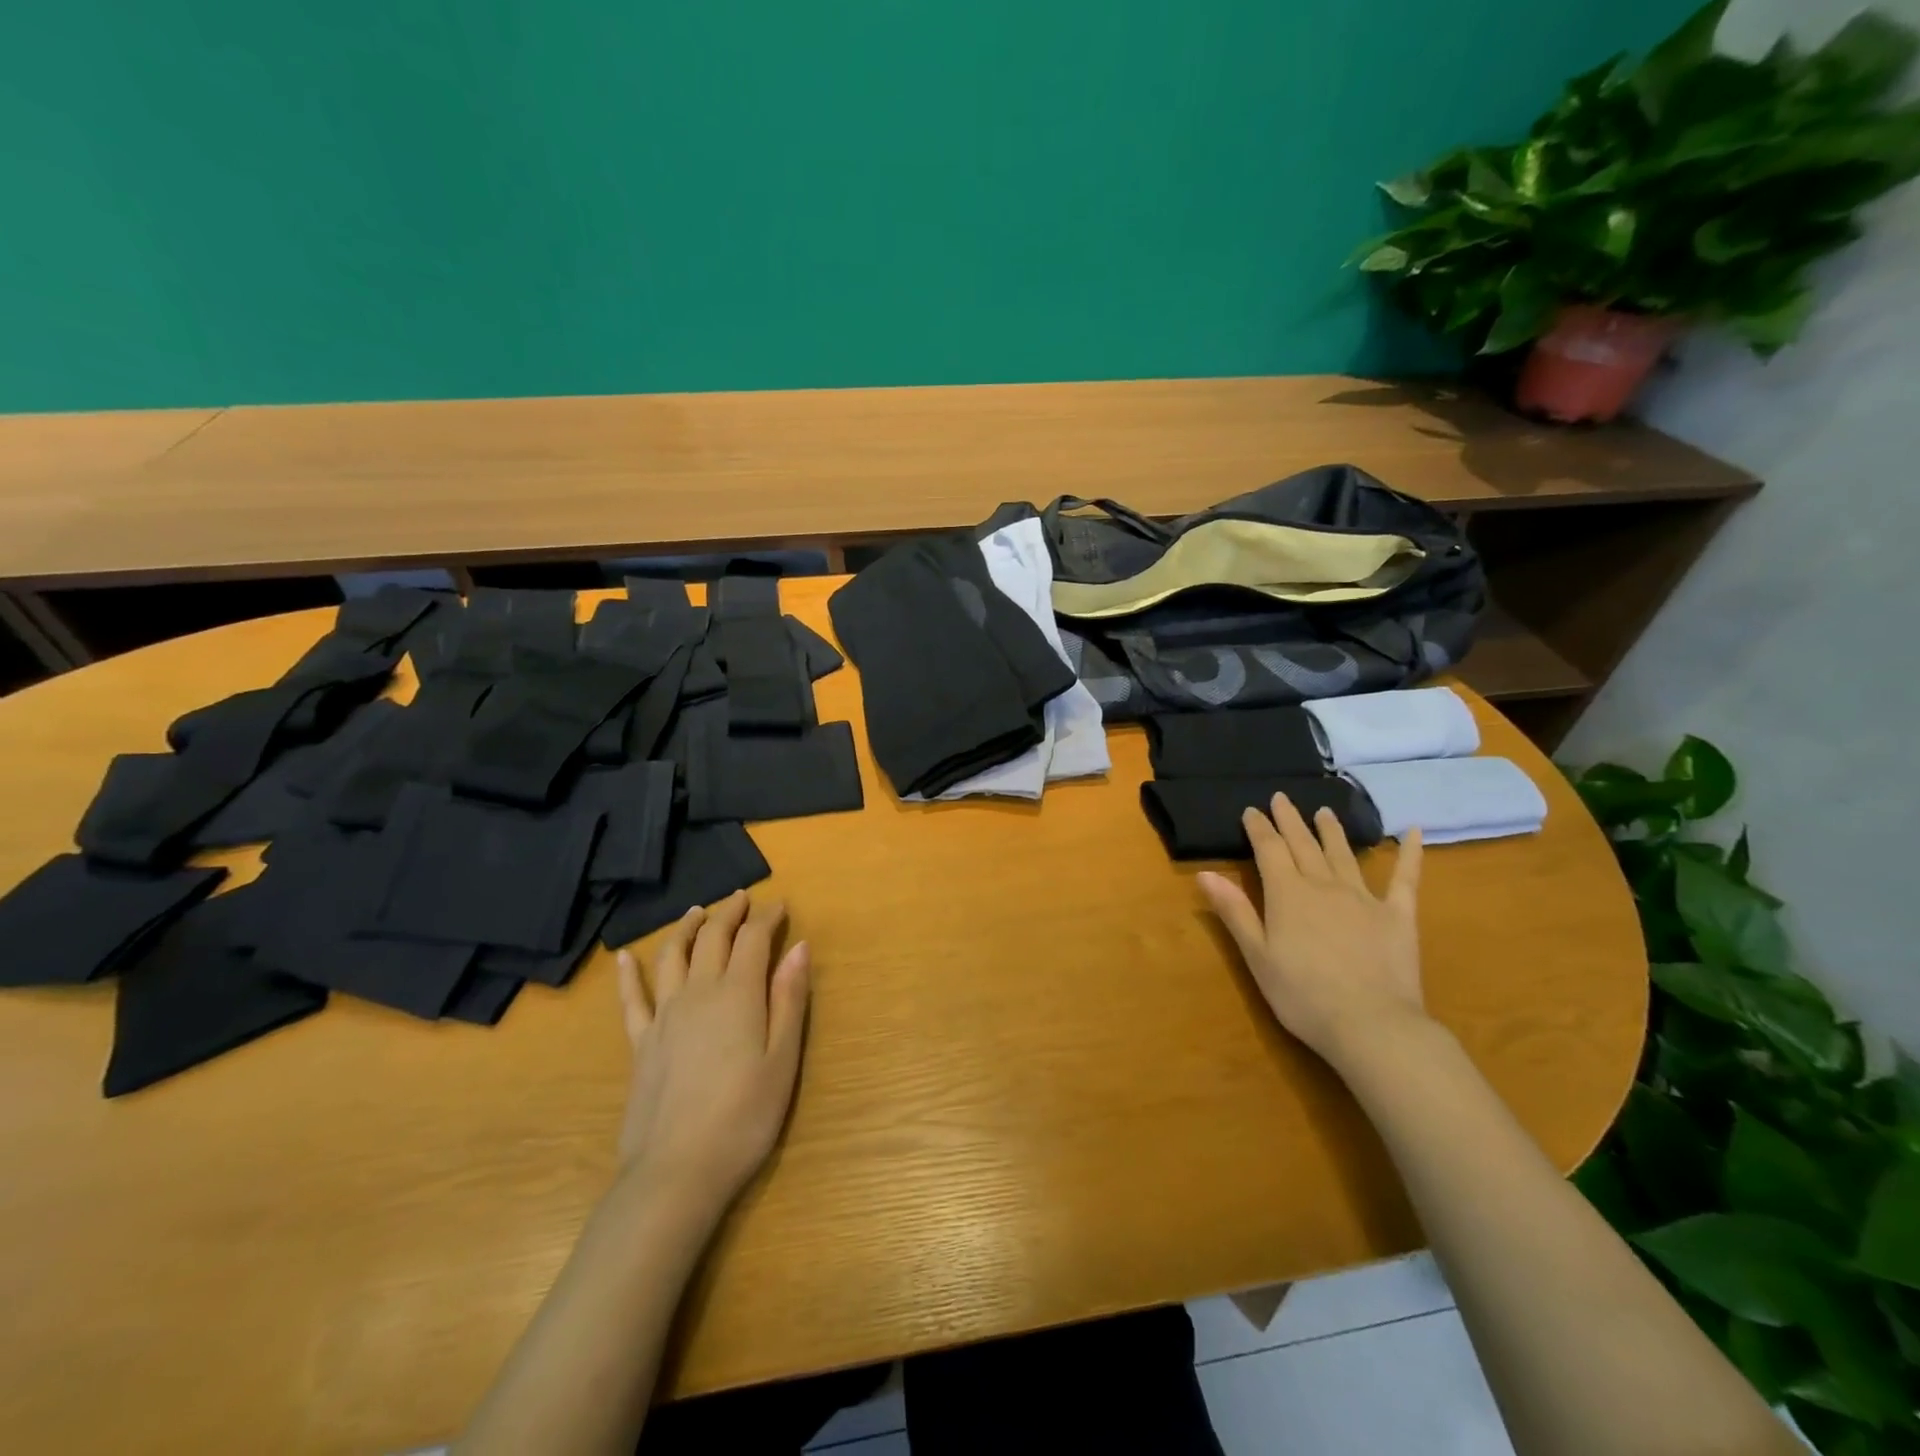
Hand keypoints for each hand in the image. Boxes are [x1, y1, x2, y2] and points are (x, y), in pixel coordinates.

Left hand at [613, 892, 810, 1213]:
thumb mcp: (783, 1059)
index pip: (753, 939)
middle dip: (730, 913)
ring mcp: (664, 1016)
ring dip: (686, 928)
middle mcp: (699, 992)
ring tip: (697, 911)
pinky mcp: (640, 1043)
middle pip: (712, 937)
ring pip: (672, 956)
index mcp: (738, 993)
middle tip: (743, 898)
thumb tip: (799, 947)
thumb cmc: (744, 1117)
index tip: (781, 906)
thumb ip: (790, 998)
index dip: (768, 917)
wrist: (676, 1172)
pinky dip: (628, 974)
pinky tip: (625, 957)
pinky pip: (631, 999)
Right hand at [1197, 793, 1425, 1066]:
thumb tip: (1206, 873)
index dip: (1259, 828)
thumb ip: (1234, 911)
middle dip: (1290, 820)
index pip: (1269, 850)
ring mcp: (1364, 898)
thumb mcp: (1257, 956)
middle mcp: (1324, 885)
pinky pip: (1406, 878)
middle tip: (1282, 798)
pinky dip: (1409, 853)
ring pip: (1343, 854)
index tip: (1252, 810)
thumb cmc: (1303, 996)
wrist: (1372, 1026)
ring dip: (1331, 831)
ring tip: (1324, 812)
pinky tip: (1412, 831)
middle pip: (1304, 845)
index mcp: (1288, 894)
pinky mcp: (1398, 916)